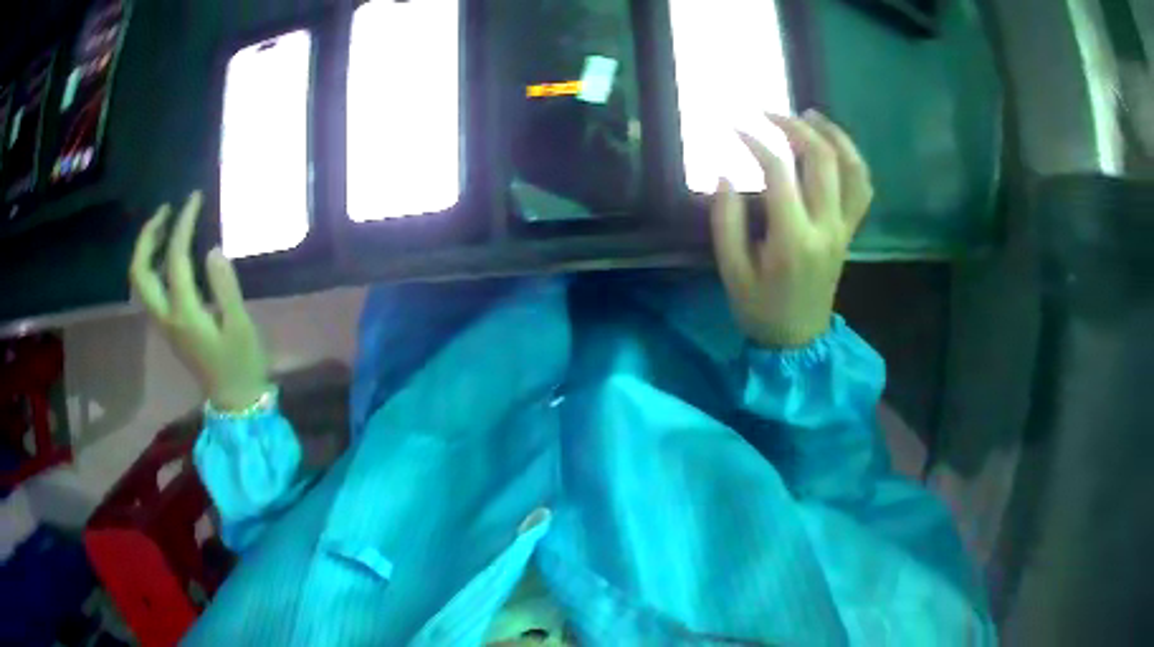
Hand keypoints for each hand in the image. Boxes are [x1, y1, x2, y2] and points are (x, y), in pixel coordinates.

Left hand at [129, 191, 270, 409]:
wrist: (234, 400)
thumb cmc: (241, 363)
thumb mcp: (240, 325)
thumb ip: (225, 287)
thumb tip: (213, 249)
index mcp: (184, 313)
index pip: (175, 259)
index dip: (183, 224)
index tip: (195, 199)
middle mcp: (166, 316)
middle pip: (141, 272)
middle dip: (148, 236)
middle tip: (166, 211)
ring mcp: (164, 322)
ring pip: (141, 281)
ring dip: (147, 249)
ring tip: (164, 225)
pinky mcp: (169, 326)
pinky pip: (150, 288)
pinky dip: (153, 263)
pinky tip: (169, 253)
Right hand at [711, 110, 872, 347]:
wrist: (798, 340)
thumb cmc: (760, 308)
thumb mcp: (731, 271)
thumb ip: (726, 220)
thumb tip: (726, 175)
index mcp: (793, 239)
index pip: (779, 172)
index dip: (755, 142)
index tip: (733, 128)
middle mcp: (826, 227)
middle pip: (821, 159)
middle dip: (794, 127)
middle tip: (768, 113)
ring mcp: (843, 229)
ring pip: (852, 169)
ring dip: (833, 135)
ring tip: (810, 115)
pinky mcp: (850, 232)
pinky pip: (862, 189)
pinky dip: (853, 161)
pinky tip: (835, 146)